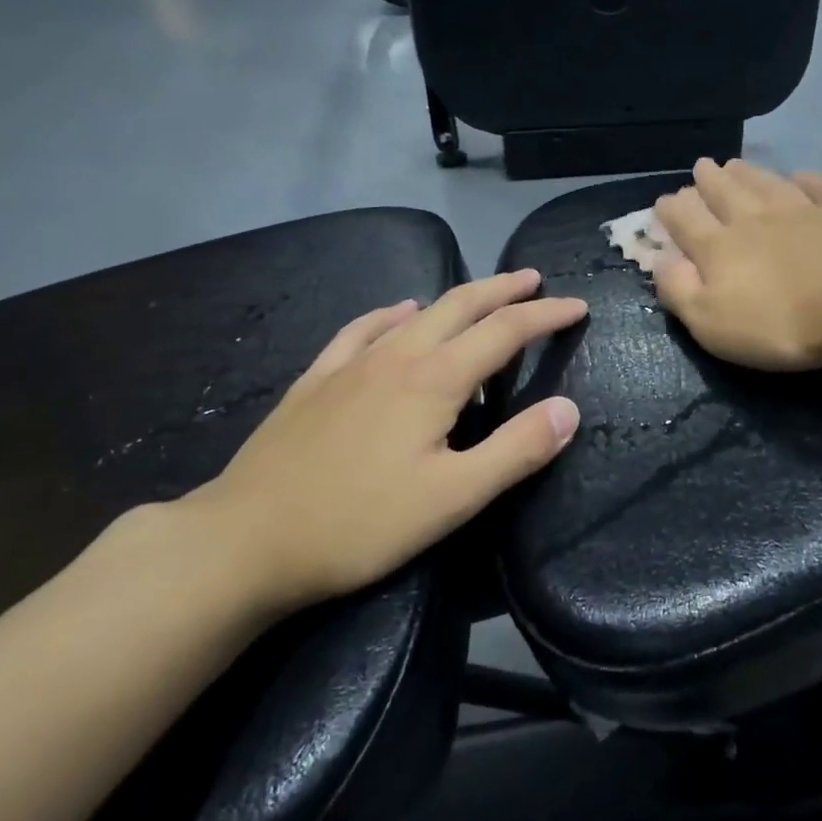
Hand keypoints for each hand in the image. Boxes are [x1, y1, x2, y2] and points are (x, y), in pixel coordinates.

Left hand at [189, 270, 585, 608]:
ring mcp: (351, 364)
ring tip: (481, 296)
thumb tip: (568, 409)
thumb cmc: (358, 523)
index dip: (546, 316)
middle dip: (503, 289)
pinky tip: (396, 313)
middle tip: (534, 280)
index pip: (506, 331)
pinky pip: (362, 330)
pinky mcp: (316, 381)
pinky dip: (391, 314)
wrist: (244, 541)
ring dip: (457, 298)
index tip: (578, 307)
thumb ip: (516, 451)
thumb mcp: (453, 498)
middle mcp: (397, 356)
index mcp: (435, 380)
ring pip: (416, 312)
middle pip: (461, 306)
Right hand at [646, 159, 821, 370]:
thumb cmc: (783, 322)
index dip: (672, 210)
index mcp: (721, 247)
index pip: (686, 221)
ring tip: (736, 163)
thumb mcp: (714, 322)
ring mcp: (805, 210)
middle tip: (701, 167)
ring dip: (750, 173)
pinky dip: (809, 180)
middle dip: (709, 181)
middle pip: (726, 193)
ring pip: (769, 184)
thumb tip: (658, 261)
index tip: (664, 200)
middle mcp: (757, 219)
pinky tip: (803, 175)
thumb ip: (680, 291)